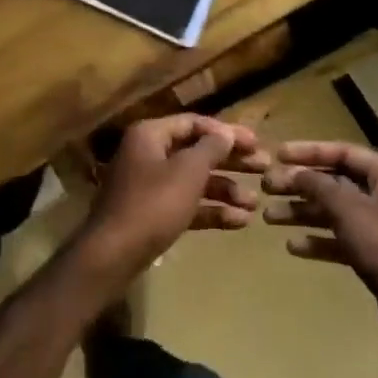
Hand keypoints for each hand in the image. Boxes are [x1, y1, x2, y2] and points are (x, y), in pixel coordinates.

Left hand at [84, 114, 265, 271]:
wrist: (113, 255)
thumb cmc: (153, 204)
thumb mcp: (187, 172)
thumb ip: (211, 149)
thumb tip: (226, 133)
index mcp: (151, 135)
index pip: (194, 123)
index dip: (227, 132)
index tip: (257, 144)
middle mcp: (148, 154)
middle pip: (196, 152)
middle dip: (231, 162)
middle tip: (264, 169)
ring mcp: (149, 185)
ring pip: (194, 181)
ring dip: (226, 190)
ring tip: (255, 204)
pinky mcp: (152, 214)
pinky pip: (186, 205)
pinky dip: (210, 211)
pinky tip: (239, 223)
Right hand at [255, 141, 377, 360]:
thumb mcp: (348, 210)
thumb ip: (318, 185)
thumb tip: (296, 172)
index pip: (342, 152)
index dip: (308, 151)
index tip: (277, 155)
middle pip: (335, 181)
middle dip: (300, 185)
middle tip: (267, 188)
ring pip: (335, 211)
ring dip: (303, 213)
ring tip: (268, 217)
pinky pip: (342, 238)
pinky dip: (319, 240)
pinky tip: (293, 247)